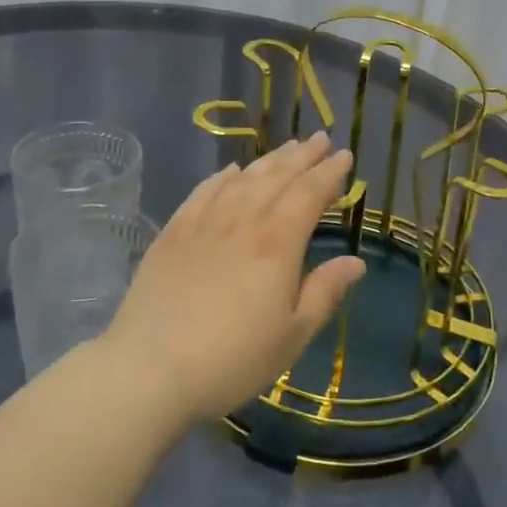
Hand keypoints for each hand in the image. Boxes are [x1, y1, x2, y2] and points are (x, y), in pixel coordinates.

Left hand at [98, 132, 365, 420]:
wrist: (150, 367)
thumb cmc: (232, 359)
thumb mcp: (292, 335)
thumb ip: (325, 292)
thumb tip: (355, 261)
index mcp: (277, 243)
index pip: (309, 193)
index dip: (329, 173)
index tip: (344, 156)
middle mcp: (242, 221)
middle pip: (277, 177)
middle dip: (303, 156)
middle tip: (321, 139)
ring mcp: (204, 223)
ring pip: (243, 179)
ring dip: (268, 160)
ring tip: (287, 148)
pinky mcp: (174, 233)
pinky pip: (204, 192)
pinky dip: (223, 177)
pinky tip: (231, 172)